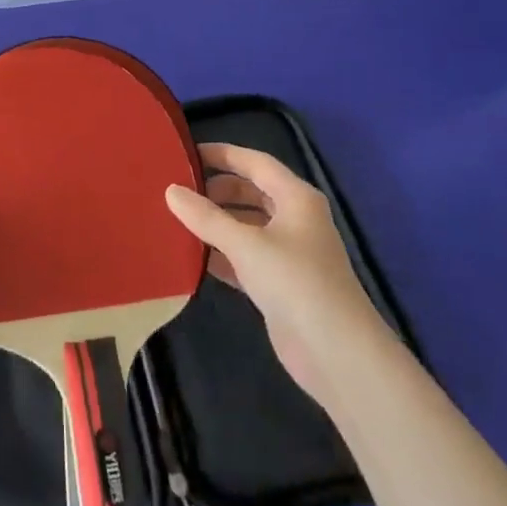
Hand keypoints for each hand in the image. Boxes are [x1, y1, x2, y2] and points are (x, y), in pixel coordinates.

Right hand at [165, 143, 379, 400]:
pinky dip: (220, 253)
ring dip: (216, 223)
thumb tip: (170, 190)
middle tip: (177, 190)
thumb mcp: (246, 244)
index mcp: (296, 198)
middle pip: (251, 192)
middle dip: (216, 190)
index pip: (255, 162)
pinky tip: (192, 256)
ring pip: (245, 226)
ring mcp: (288, 253)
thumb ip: (206, 217)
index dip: (222, 154)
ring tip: (176, 220)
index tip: (186, 153)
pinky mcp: (278, 283)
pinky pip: (244, 257)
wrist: (336, 353)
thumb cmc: (294, 282)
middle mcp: (294, 219)